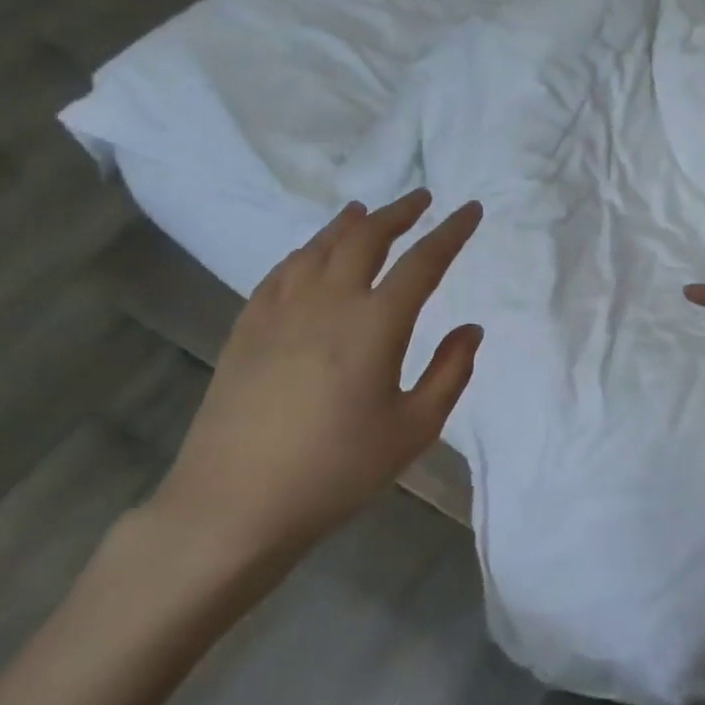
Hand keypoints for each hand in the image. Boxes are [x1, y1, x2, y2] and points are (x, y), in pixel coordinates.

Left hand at [151, 190, 483, 577]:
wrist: (234, 504)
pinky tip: (310, 254)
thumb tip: (471, 329)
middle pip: (367, 238)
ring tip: (366, 211)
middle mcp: (329, 301)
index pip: (423, 262)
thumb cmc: (337, 470)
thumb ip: (451, 373)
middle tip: (421, 199)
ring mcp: (281, 310)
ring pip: (319, 247)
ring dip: (350, 224)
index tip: (471, 209)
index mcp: (376, 323)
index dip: (451, 232)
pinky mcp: (247, 328)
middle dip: (399, 213)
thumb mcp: (414, 429)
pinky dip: (306, 251)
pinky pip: (282, 272)